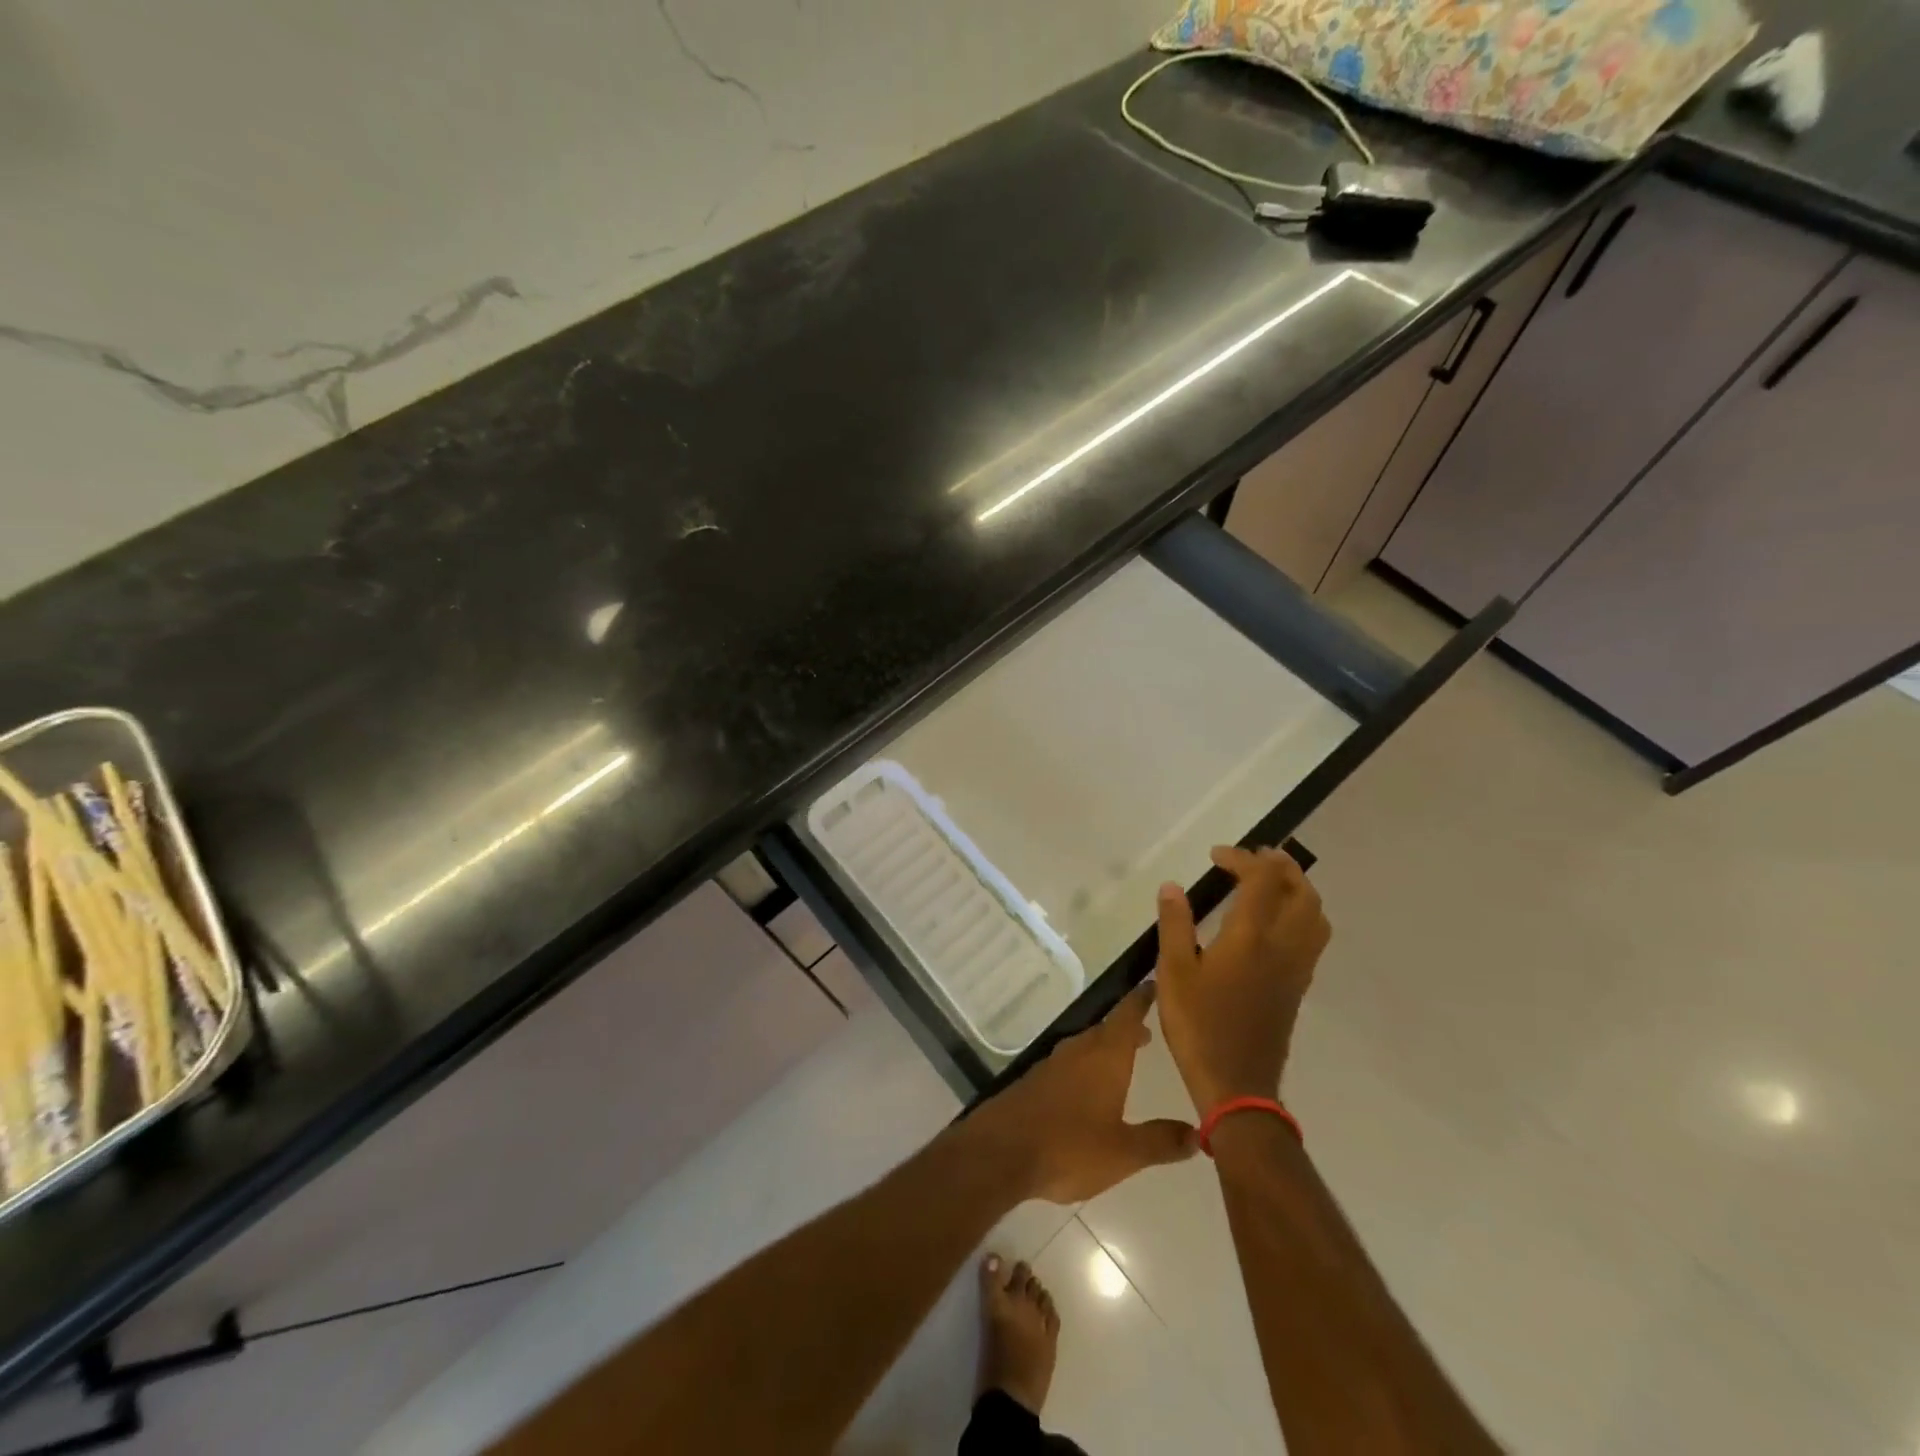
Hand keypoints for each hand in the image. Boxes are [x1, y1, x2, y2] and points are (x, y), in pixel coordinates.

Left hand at [967, 984, 1195, 1203]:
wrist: (1001, 1151)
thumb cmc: (1069, 1146)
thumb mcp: (1124, 1152)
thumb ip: (1161, 1141)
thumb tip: (1198, 1133)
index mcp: (1105, 1056)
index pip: (1128, 1014)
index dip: (1142, 998)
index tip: (1155, 984)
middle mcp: (1079, 1049)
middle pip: (1107, 1028)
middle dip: (1128, 1028)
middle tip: (1148, 1033)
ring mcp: (1053, 1063)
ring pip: (1086, 1045)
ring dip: (1106, 1048)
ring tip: (1124, 1059)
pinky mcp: (1035, 1080)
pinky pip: (1069, 1063)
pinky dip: (1086, 1065)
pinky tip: (1088, 1088)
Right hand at [1153, 845, 1330, 1113]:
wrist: (1238, 1085)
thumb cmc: (1199, 1026)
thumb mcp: (1173, 973)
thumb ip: (1175, 925)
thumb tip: (1172, 887)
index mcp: (1251, 936)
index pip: (1261, 879)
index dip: (1242, 858)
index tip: (1216, 856)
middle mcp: (1284, 945)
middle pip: (1301, 890)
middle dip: (1281, 865)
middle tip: (1252, 858)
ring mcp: (1297, 967)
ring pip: (1315, 914)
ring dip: (1297, 888)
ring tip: (1270, 882)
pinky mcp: (1299, 986)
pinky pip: (1314, 936)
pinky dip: (1301, 913)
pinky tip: (1275, 923)